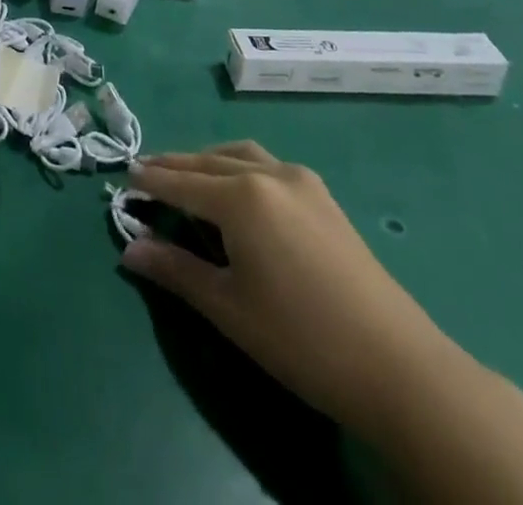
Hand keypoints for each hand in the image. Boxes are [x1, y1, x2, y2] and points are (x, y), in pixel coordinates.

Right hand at [122, 144, 459, 435]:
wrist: (398, 366)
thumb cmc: (301, 339)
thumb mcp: (228, 308)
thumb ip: (175, 271)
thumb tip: (129, 249)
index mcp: (241, 196)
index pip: (181, 182)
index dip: (150, 182)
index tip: (123, 179)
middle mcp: (268, 174)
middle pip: (208, 162)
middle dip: (174, 167)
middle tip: (146, 174)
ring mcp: (302, 181)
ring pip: (240, 156)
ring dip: (208, 161)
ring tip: (187, 177)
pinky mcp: (324, 197)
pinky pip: (267, 166)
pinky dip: (239, 168)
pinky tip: (238, 192)